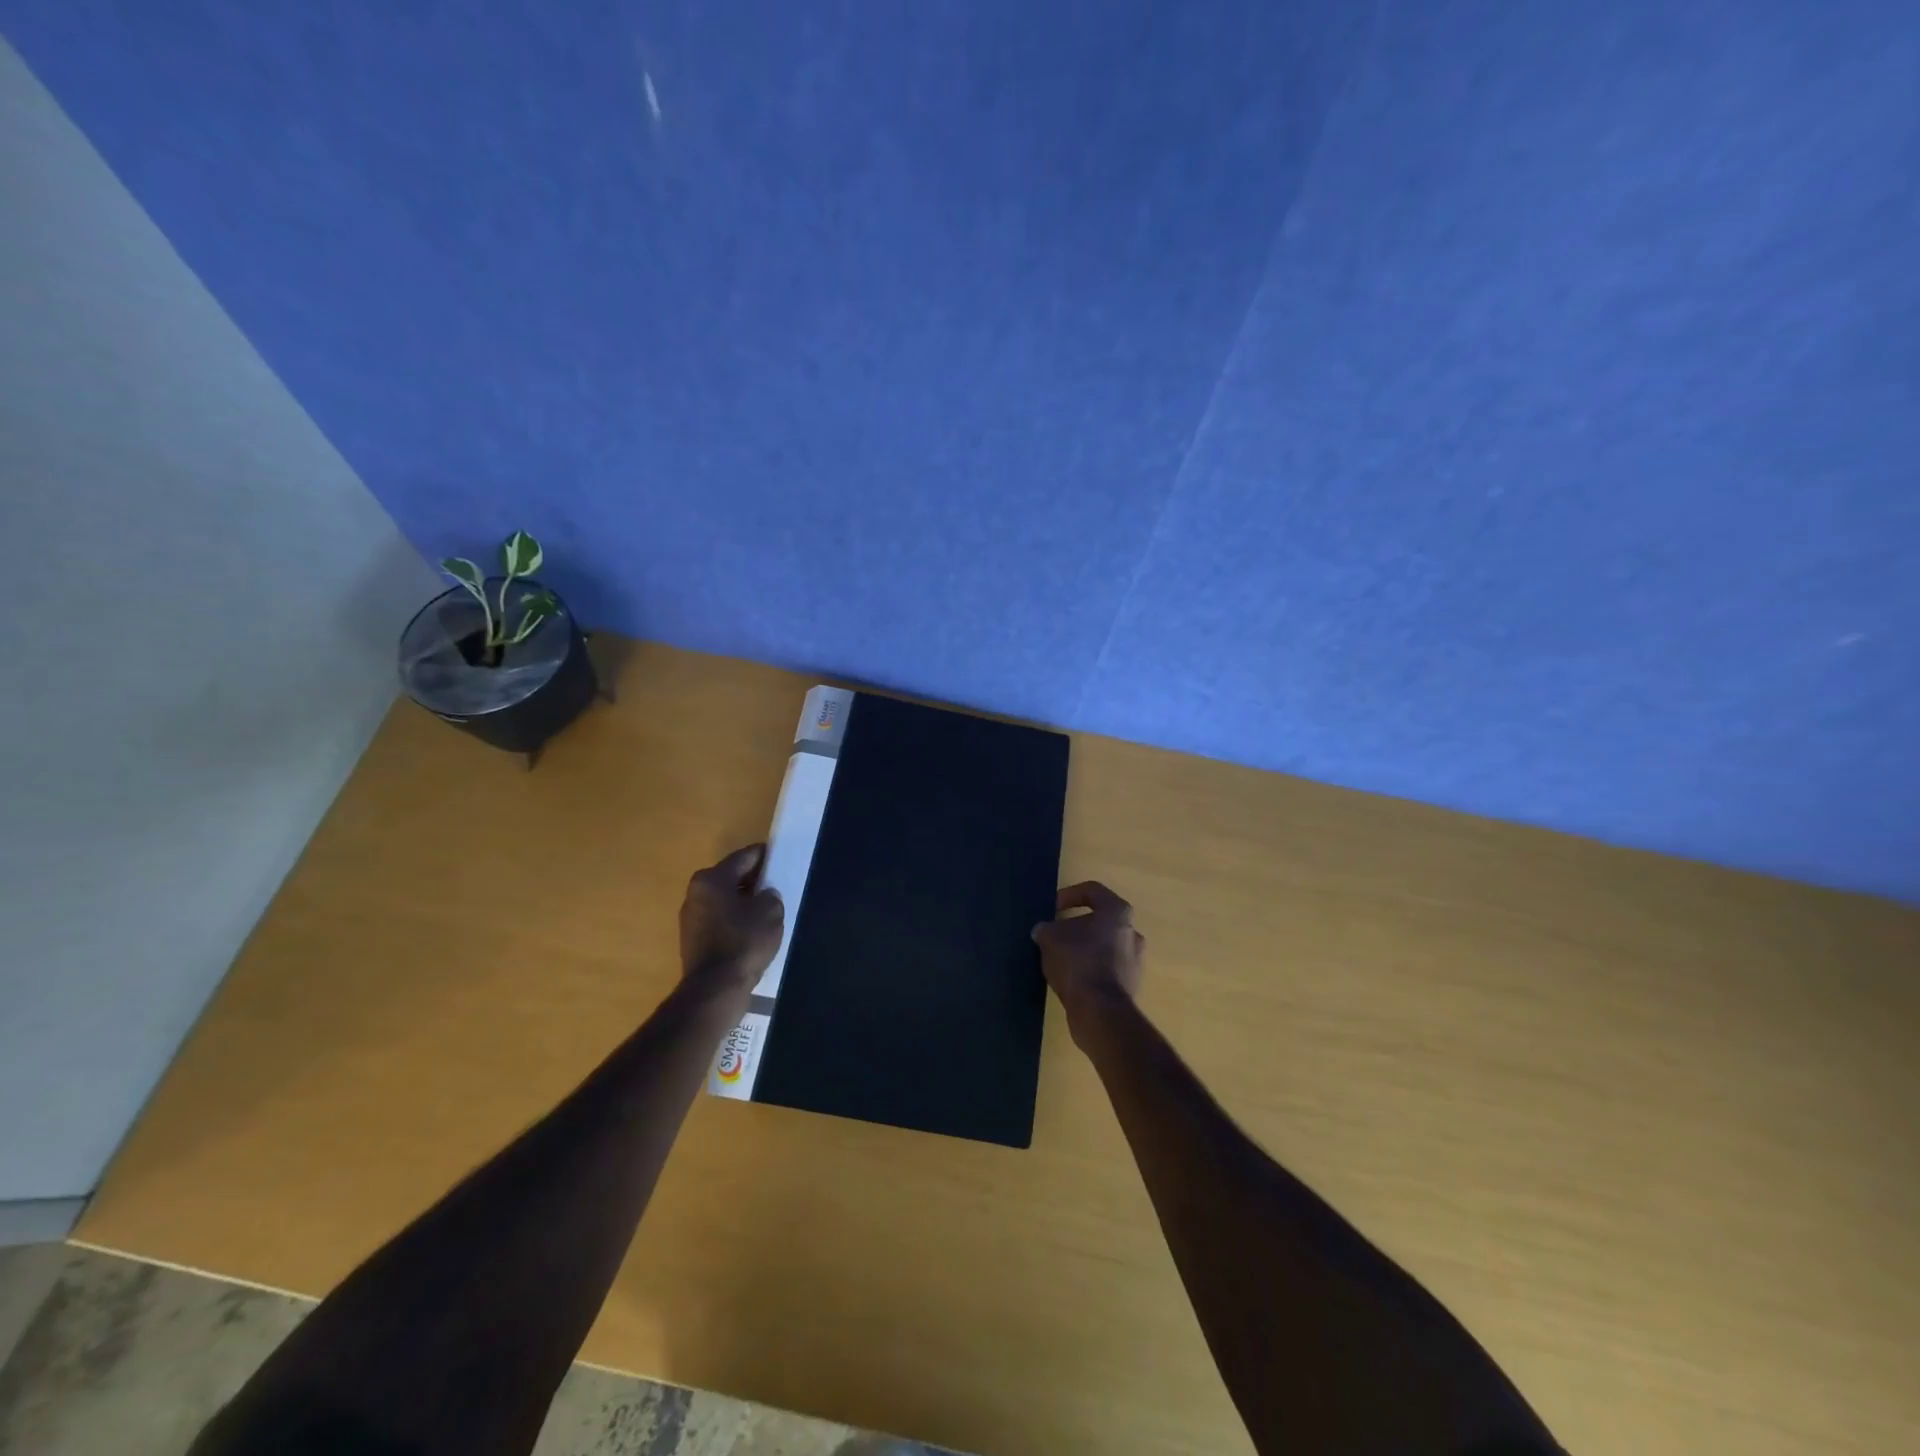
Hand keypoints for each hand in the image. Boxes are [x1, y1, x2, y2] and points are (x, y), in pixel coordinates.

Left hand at [679, 844, 783, 992]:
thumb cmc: (743, 942)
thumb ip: (770, 895)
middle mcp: (696, 892)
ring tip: (767, 911)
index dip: (765, 856)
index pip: (744, 857)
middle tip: (777, 886)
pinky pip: (719, 920)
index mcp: (712, 878)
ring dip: (743, 902)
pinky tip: (752, 932)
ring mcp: (691, 918)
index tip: (781, 858)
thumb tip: (764, 896)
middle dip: (754, 880)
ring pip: (724, 900)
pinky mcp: (692, 940)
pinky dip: (735, 921)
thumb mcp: (770, 912)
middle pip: (731, 878)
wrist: (715, 988)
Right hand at [1031, 881, 1144, 1047]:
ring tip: (1059, 959)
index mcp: (1118, 912)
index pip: (1093, 891)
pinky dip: (1090, 970)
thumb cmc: (1077, 962)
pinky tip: (1070, 979)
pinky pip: (1106, 970)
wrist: (1100, 1011)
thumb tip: (1044, 931)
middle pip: (1100, 921)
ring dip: (1083, 949)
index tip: (1052, 909)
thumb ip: (1046, 929)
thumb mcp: (1050, 938)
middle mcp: (1132, 932)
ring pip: (1104, 947)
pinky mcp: (1131, 986)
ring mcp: (1135, 961)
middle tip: (1054, 935)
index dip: (1068, 895)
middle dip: (1075, 927)